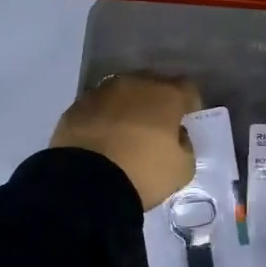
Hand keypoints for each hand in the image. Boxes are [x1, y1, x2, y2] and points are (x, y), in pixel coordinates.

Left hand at [52, 74, 200, 209]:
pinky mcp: (76, 106)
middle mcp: (134, 84)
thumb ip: (185, 146)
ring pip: (122, 92)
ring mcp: (101, 92)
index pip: (187, 89)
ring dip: (128, 106)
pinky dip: (103, 117)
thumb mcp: (182, 169)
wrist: (86, 183)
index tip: (185, 123)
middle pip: (153, 85)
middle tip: (156, 126)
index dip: (189, 106)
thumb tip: (176, 136)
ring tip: (125, 132)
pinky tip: (101, 138)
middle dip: (157, 102)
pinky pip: (98, 107)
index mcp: (166, 95)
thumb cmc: (143, 173)